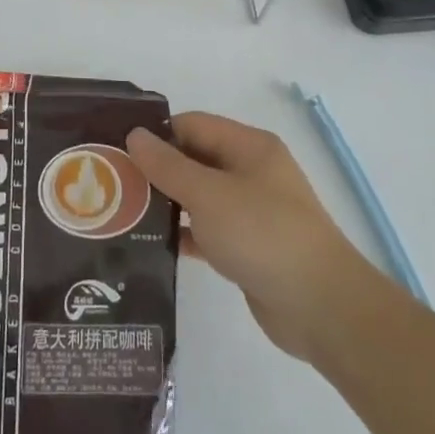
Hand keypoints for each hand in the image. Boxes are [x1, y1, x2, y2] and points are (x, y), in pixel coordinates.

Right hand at [127, 112, 375, 361]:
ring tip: (122, 213)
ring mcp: (252, 211)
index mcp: (249, 146)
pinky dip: (184, 234)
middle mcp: (251, 172)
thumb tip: (135, 135)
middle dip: (157, 169)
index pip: (192, 125)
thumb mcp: (208, 194)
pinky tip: (152, 246)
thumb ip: (168, 165)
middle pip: (195, 159)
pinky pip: (208, 230)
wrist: (322, 308)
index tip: (117, 149)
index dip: (156, 134)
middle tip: (112, 183)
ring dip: (167, 203)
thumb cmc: (263, 234)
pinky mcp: (249, 247)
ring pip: (199, 196)